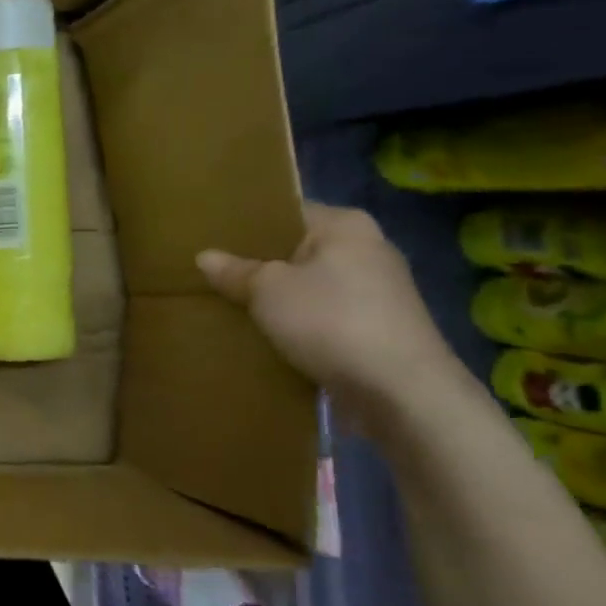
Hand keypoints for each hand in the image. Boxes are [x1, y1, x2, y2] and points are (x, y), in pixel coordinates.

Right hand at [196, 201, 459, 408]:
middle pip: (297, 251)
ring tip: (231, 307)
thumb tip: (205, 257)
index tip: (211, 239)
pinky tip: (265, 337)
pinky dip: (297, 325)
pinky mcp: (377, 330)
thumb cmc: (331, 321)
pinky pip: (323, 318)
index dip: (247, 226)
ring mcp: (377, 293)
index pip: (286, 213)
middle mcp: (368, 250)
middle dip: (259, 266)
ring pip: (309, 287)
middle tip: (212, 275)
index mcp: (345, 226)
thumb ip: (235, 271)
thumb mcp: (267, 290)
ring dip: (277, 300)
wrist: (400, 392)